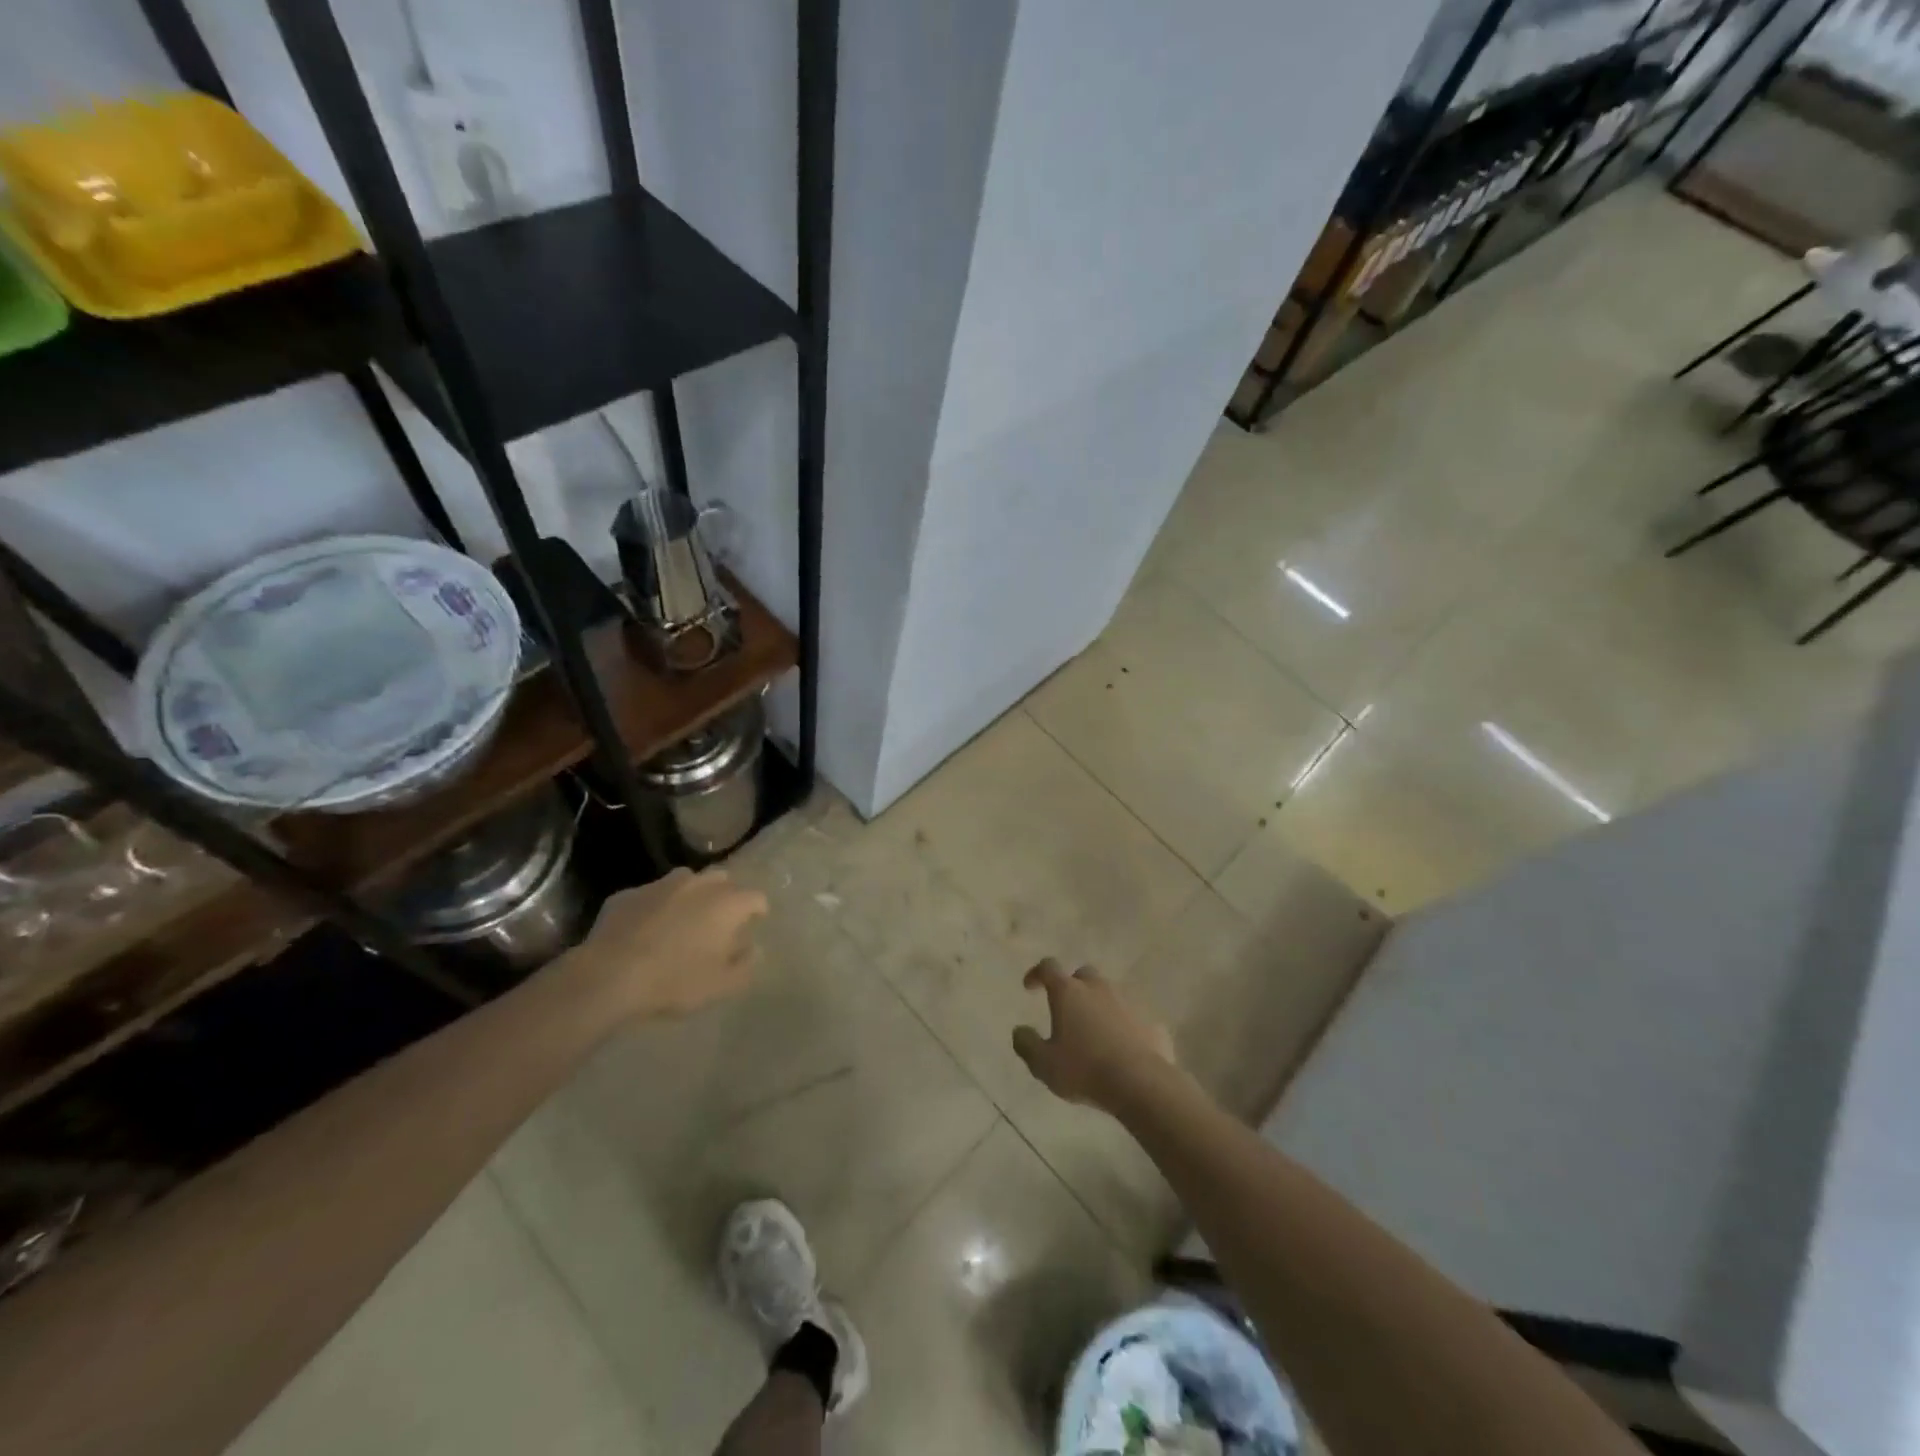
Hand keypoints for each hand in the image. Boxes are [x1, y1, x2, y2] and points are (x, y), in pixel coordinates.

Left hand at [573, 868, 766, 1019]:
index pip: (755, 898)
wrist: (609, 976)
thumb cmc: (675, 981)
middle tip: (718, 922)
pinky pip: (651, 896)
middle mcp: (698, 884)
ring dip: (691, 895)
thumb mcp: (722, 985)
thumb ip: (746, 965)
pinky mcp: (629, 894)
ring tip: (682, 920)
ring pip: (686, 880)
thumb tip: (754, 948)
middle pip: (723, 880)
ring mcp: (661, 885)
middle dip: (726, 897)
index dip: (757, 911)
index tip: (754, 924)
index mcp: (727, 904)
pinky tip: (645, 929)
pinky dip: (655, 907)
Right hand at [1012, 959, 1175, 1113]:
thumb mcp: (1044, 1064)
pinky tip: (1121, 1049)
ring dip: (1099, 1007)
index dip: (1037, 974)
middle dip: (1073, 987)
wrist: (1141, 1083)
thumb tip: (1019, 1031)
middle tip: (1066, 1010)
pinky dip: (1123, 1026)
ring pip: (1109, 995)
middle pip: (1083, 976)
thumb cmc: (1084, 1069)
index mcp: (1068, 992)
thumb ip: (1026, 1044)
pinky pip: (1131, 1017)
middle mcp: (1098, 988)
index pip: (1048, 967)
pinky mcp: (1151, 1020)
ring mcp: (1128, 1001)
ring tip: (1094, 1033)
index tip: (1030, 987)